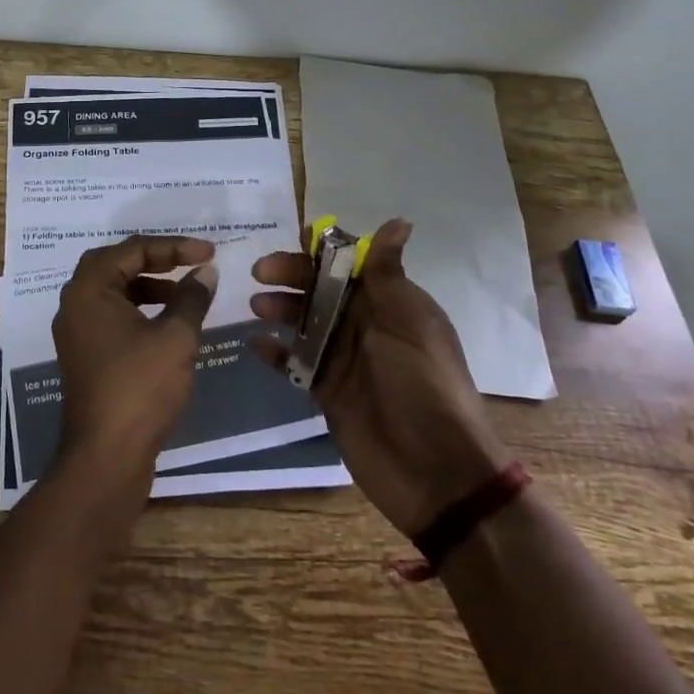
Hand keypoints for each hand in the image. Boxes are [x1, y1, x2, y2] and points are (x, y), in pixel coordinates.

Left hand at [53, 235, 218, 485]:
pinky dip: (140, 310)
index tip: (209, 252)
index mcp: (89, 289)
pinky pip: (113, 316)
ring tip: (184, 294)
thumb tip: (206, 272)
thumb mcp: (176, 337)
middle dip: (156, 260)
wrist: (106, 458)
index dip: (174, 247)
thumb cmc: (140, 388)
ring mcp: (78, 332)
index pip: (132, 249)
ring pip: (114, 291)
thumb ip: (192, 298)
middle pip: (116, 264)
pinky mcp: (86, 356)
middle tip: (189, 263)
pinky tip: (168, 324)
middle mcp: (75, 304)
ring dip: (149, 285)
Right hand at [249, 219, 510, 538]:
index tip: (297, 237)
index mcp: (390, 303)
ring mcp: (344, 358)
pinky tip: (257, 345)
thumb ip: (389, 274)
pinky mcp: (328, 390)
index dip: (325, 249)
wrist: (436, 472)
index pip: (352, 264)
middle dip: (291, 276)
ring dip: (280, 309)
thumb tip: (399, 221)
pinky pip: (296, 363)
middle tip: (261, 272)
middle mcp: (365, 325)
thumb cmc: (424, 385)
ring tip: (257, 307)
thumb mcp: (409, 323)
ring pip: (304, 322)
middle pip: (321, 289)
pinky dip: (276, 353)